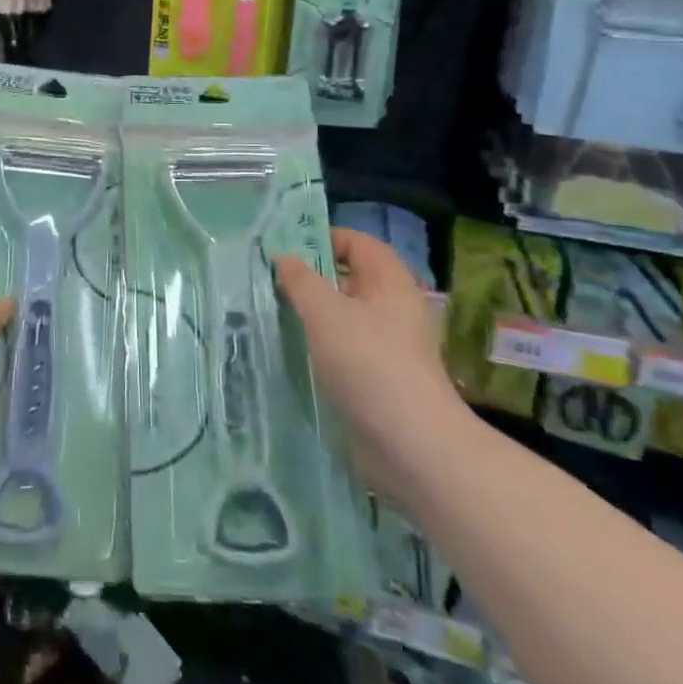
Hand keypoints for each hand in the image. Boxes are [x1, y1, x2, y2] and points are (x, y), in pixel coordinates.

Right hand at [274, 229, 472, 500]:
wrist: (411, 445)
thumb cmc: (369, 363)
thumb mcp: (325, 313)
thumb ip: (300, 281)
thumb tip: (283, 257)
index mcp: (390, 283)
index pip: (358, 243)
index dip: (324, 238)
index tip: (285, 250)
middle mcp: (393, 309)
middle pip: (350, 278)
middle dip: (312, 277)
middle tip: (270, 280)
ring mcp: (388, 345)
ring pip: (344, 315)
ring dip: (312, 313)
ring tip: (273, 313)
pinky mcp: (379, 378)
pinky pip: (345, 347)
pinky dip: (320, 344)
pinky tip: (292, 351)